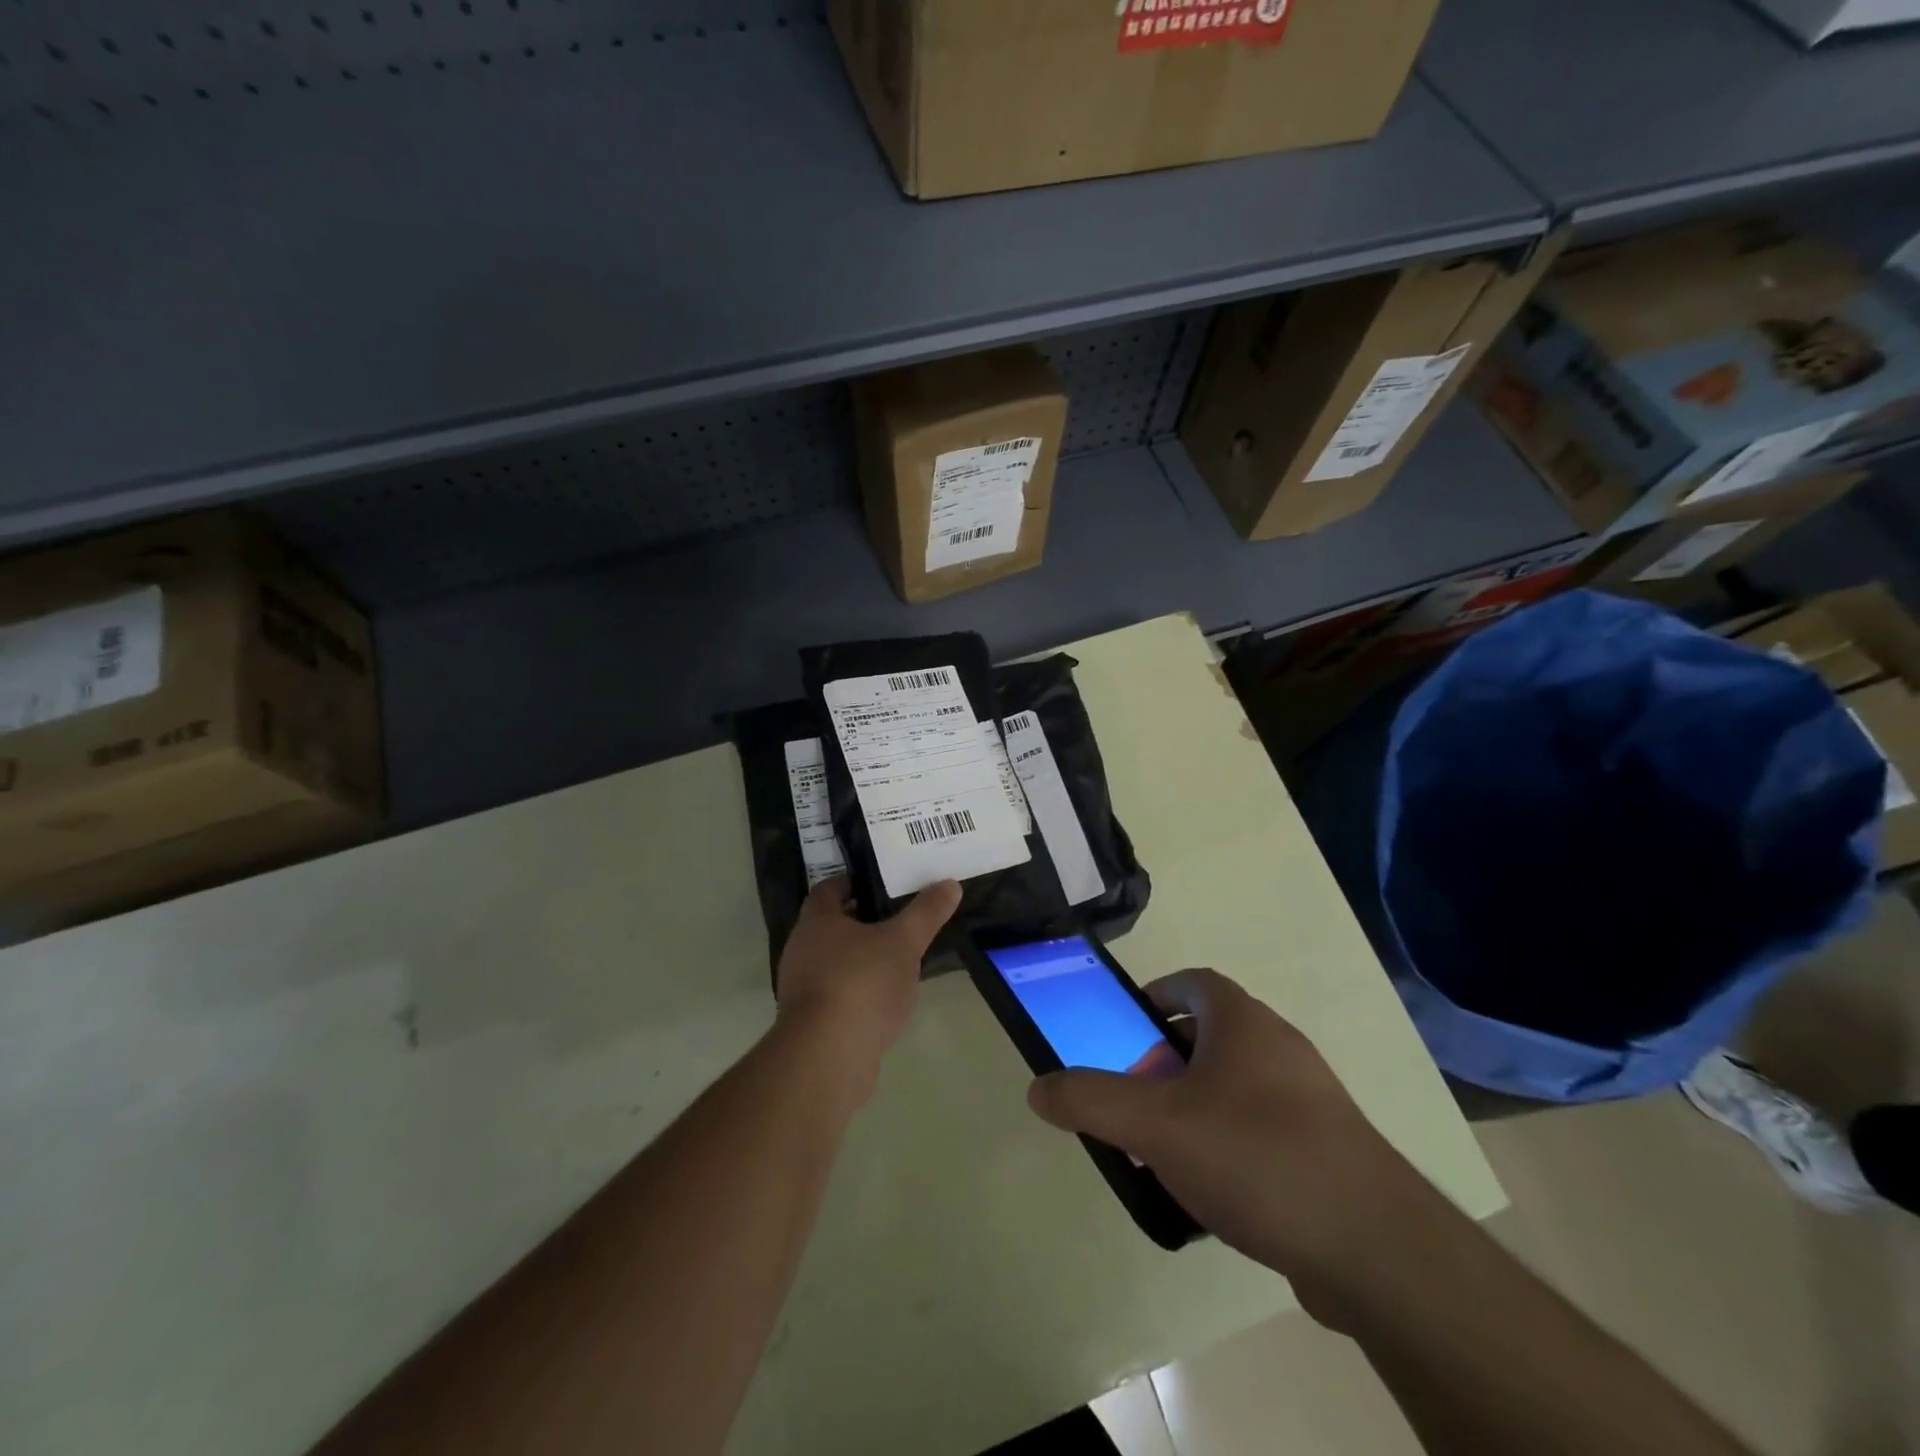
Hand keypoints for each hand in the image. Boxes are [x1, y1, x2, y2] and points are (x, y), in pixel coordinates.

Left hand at [774, 877, 960, 1087]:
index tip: (881, 884)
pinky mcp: (811, 1022)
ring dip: (862, 958)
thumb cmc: (861, 982)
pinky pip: (837, 994)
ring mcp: (802, 988)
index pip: (829, 889)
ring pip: (835, 961)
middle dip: (862, 922)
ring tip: (898, 959)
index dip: (853, 883)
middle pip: (831, 926)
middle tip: (898, 918)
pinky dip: (859, 990)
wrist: (827, 1055)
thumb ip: (926, 913)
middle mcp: (801, 949)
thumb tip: (950, 884)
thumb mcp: (904, 942)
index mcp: (816, 922)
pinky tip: (886, 999)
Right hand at [1026, 968, 1428, 1317]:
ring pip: (1235, 1086)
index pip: (1194, 981)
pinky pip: (1262, 1130)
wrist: (1375, 1249)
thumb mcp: (1156, 1125)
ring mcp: (1310, 1100)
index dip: (1155, 995)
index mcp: (1244, 1022)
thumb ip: (1091, 1101)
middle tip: (1134, 1097)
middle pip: (1210, 1035)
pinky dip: (1229, 1145)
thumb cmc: (1256, 1156)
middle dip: (1165, 1061)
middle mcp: (1280, 1047)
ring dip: (1195, 1106)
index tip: (1125, 1030)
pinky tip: (1210, 1193)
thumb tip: (1038, 1087)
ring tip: (1163, 1150)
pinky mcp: (1327, 1151)